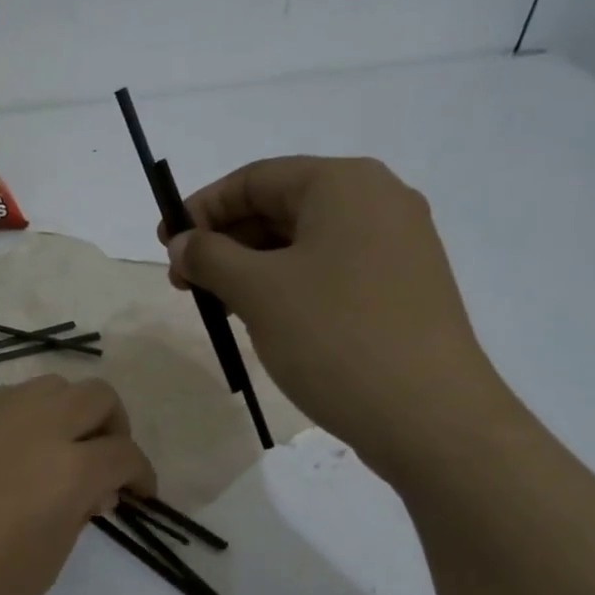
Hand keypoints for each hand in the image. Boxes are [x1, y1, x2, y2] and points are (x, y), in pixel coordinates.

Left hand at [0, 375, 155, 594]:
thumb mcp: (44, 566)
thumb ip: (76, 516)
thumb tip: (92, 490)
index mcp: (67, 469)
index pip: (124, 453)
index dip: (141, 474)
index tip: (139, 494)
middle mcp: (34, 425)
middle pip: (96, 397)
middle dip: (113, 428)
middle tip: (105, 466)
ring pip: (50, 386)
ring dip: (68, 414)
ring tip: (58, 455)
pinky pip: (5, 398)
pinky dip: (25, 415)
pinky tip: (10, 452)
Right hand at [162, 156, 514, 482]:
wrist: (429, 416)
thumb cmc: (334, 337)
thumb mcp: (258, 291)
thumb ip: (210, 257)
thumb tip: (182, 242)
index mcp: (344, 184)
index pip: (255, 178)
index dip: (201, 209)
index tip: (165, 244)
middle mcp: (377, 201)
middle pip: (281, 207)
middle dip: (225, 242)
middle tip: (185, 282)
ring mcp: (396, 246)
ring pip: (304, 243)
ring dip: (252, 268)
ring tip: (218, 307)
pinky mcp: (401, 288)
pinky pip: (330, 271)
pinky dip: (288, 286)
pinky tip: (263, 319)